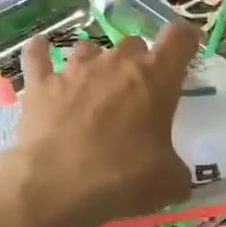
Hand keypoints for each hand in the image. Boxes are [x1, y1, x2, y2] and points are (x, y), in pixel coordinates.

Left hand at [0, 23, 200, 226]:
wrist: (57, 188)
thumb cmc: (124, 179)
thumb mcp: (170, 182)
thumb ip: (177, 168)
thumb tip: (175, 175)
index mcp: (156, 78)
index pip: (179, 38)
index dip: (186, 40)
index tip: (188, 50)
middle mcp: (116, 63)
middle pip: (134, 43)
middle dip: (139, 62)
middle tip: (139, 92)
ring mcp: (75, 70)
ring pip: (90, 48)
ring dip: (97, 62)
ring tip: (96, 85)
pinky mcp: (40, 84)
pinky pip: (37, 54)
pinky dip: (41, 51)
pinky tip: (41, 50)